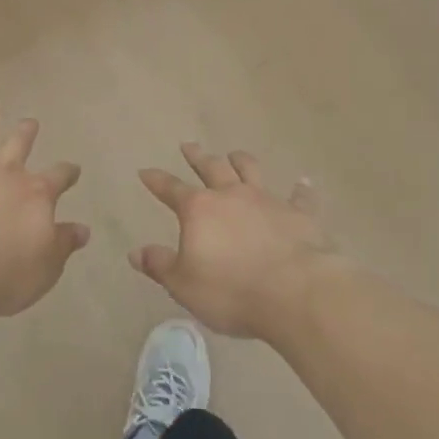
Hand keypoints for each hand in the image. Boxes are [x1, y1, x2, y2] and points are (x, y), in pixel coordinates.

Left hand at [0, 103, 89, 316]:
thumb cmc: (8, 271)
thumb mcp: (47, 264)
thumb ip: (63, 243)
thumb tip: (82, 229)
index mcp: (36, 194)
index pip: (58, 177)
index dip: (68, 173)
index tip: (73, 170)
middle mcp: (5, 177)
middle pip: (19, 145)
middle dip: (26, 131)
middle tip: (30, 120)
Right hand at [131, 143, 342, 339]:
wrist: (296, 293)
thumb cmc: (231, 291)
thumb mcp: (184, 285)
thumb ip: (160, 265)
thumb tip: (135, 252)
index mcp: (199, 209)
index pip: (171, 189)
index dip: (156, 180)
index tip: (145, 171)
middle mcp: (231, 195)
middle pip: (211, 168)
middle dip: (197, 156)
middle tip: (189, 145)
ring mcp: (266, 200)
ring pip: (250, 170)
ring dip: (241, 160)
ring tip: (235, 154)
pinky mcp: (299, 214)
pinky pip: (300, 197)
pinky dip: (300, 189)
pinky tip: (303, 183)